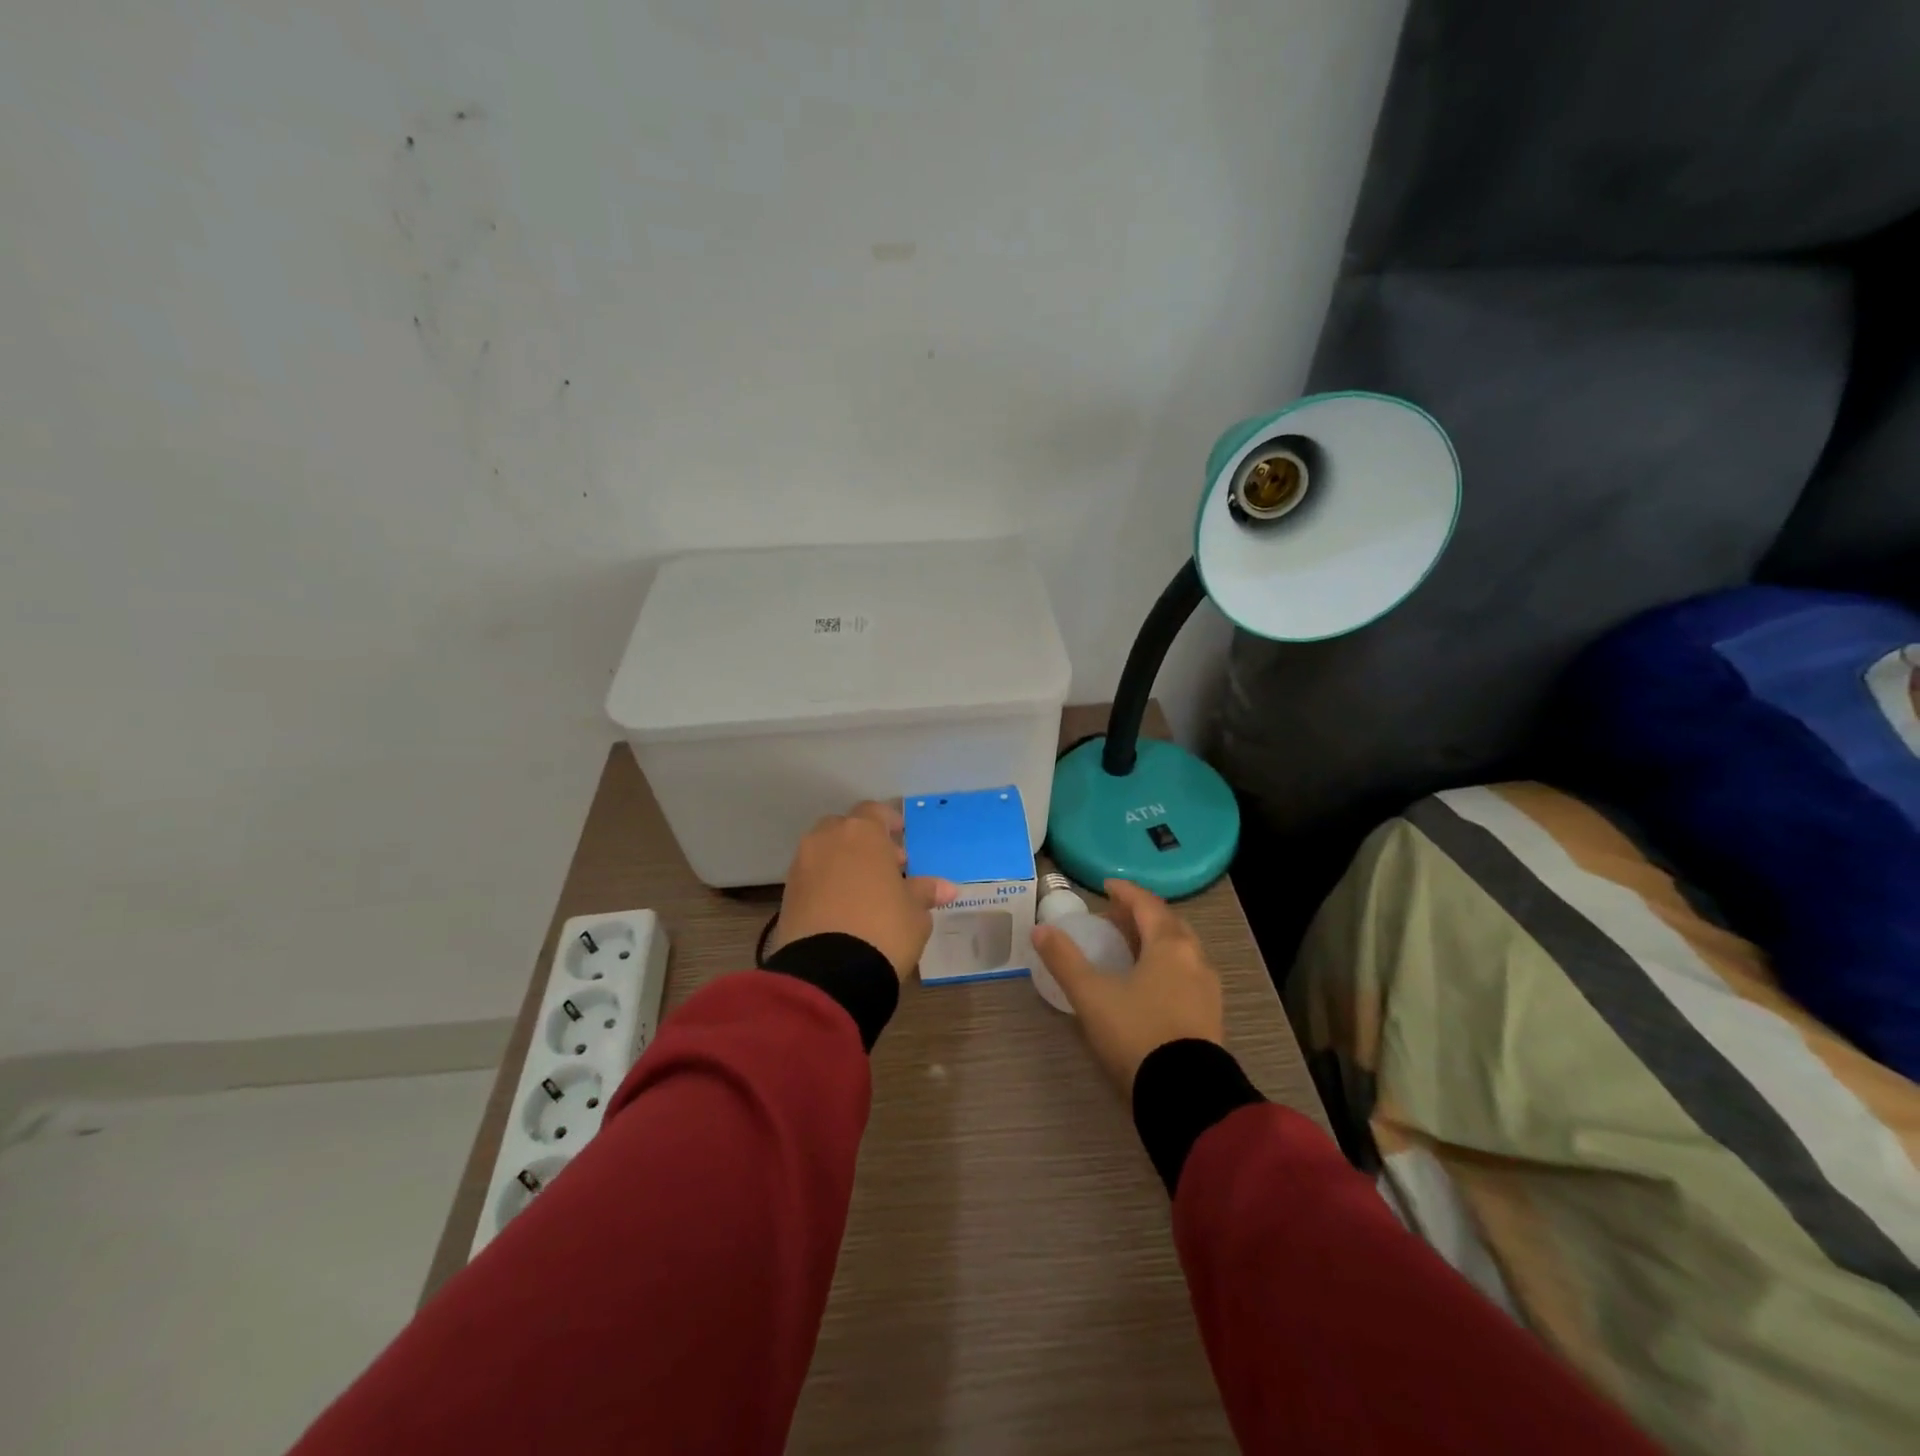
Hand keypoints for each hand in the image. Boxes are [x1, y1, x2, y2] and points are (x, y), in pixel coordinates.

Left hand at [768, 801, 956, 980]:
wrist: (829, 972)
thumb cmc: (884, 929)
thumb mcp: (915, 913)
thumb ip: (925, 892)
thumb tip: (946, 888)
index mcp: (862, 834)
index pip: (874, 811)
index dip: (888, 821)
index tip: (901, 837)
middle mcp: (827, 840)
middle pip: (845, 828)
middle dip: (864, 843)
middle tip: (886, 866)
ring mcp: (802, 866)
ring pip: (824, 852)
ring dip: (843, 862)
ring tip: (865, 890)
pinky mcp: (786, 894)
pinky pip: (811, 877)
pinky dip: (826, 884)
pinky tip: (843, 908)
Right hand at [1030, 878, 1223, 1093]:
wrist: (1185, 1093)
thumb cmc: (1136, 1032)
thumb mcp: (1092, 995)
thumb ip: (1064, 960)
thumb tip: (1040, 929)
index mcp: (1169, 945)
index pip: (1147, 904)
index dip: (1125, 891)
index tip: (1106, 885)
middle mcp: (1195, 959)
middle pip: (1168, 924)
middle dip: (1142, 915)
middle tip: (1115, 917)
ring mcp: (1207, 989)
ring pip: (1181, 950)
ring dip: (1156, 940)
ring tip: (1130, 948)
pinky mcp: (1211, 1016)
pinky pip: (1187, 974)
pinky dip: (1166, 965)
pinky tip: (1150, 983)